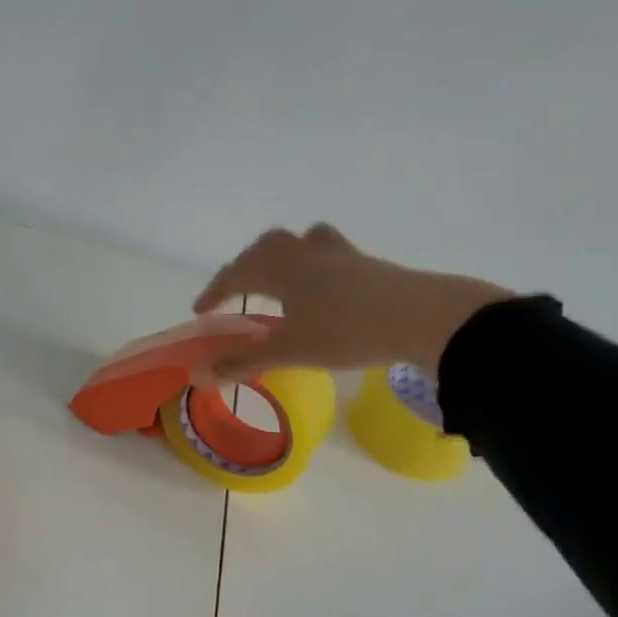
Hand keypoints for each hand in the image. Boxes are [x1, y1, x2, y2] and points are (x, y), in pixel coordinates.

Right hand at [192, 224, 512, 380]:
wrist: (420, 316)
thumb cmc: (346, 331)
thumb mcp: (290, 351)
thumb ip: (242, 362)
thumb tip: (197, 375)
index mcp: (281, 268)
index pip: (236, 273)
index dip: (215, 291)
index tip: (200, 311)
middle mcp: (305, 252)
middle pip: (266, 247)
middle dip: (244, 267)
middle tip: (235, 291)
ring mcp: (339, 254)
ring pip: (299, 242)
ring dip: (280, 256)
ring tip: (278, 277)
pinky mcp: (366, 263)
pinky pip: (328, 252)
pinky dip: (312, 263)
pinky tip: (322, 284)